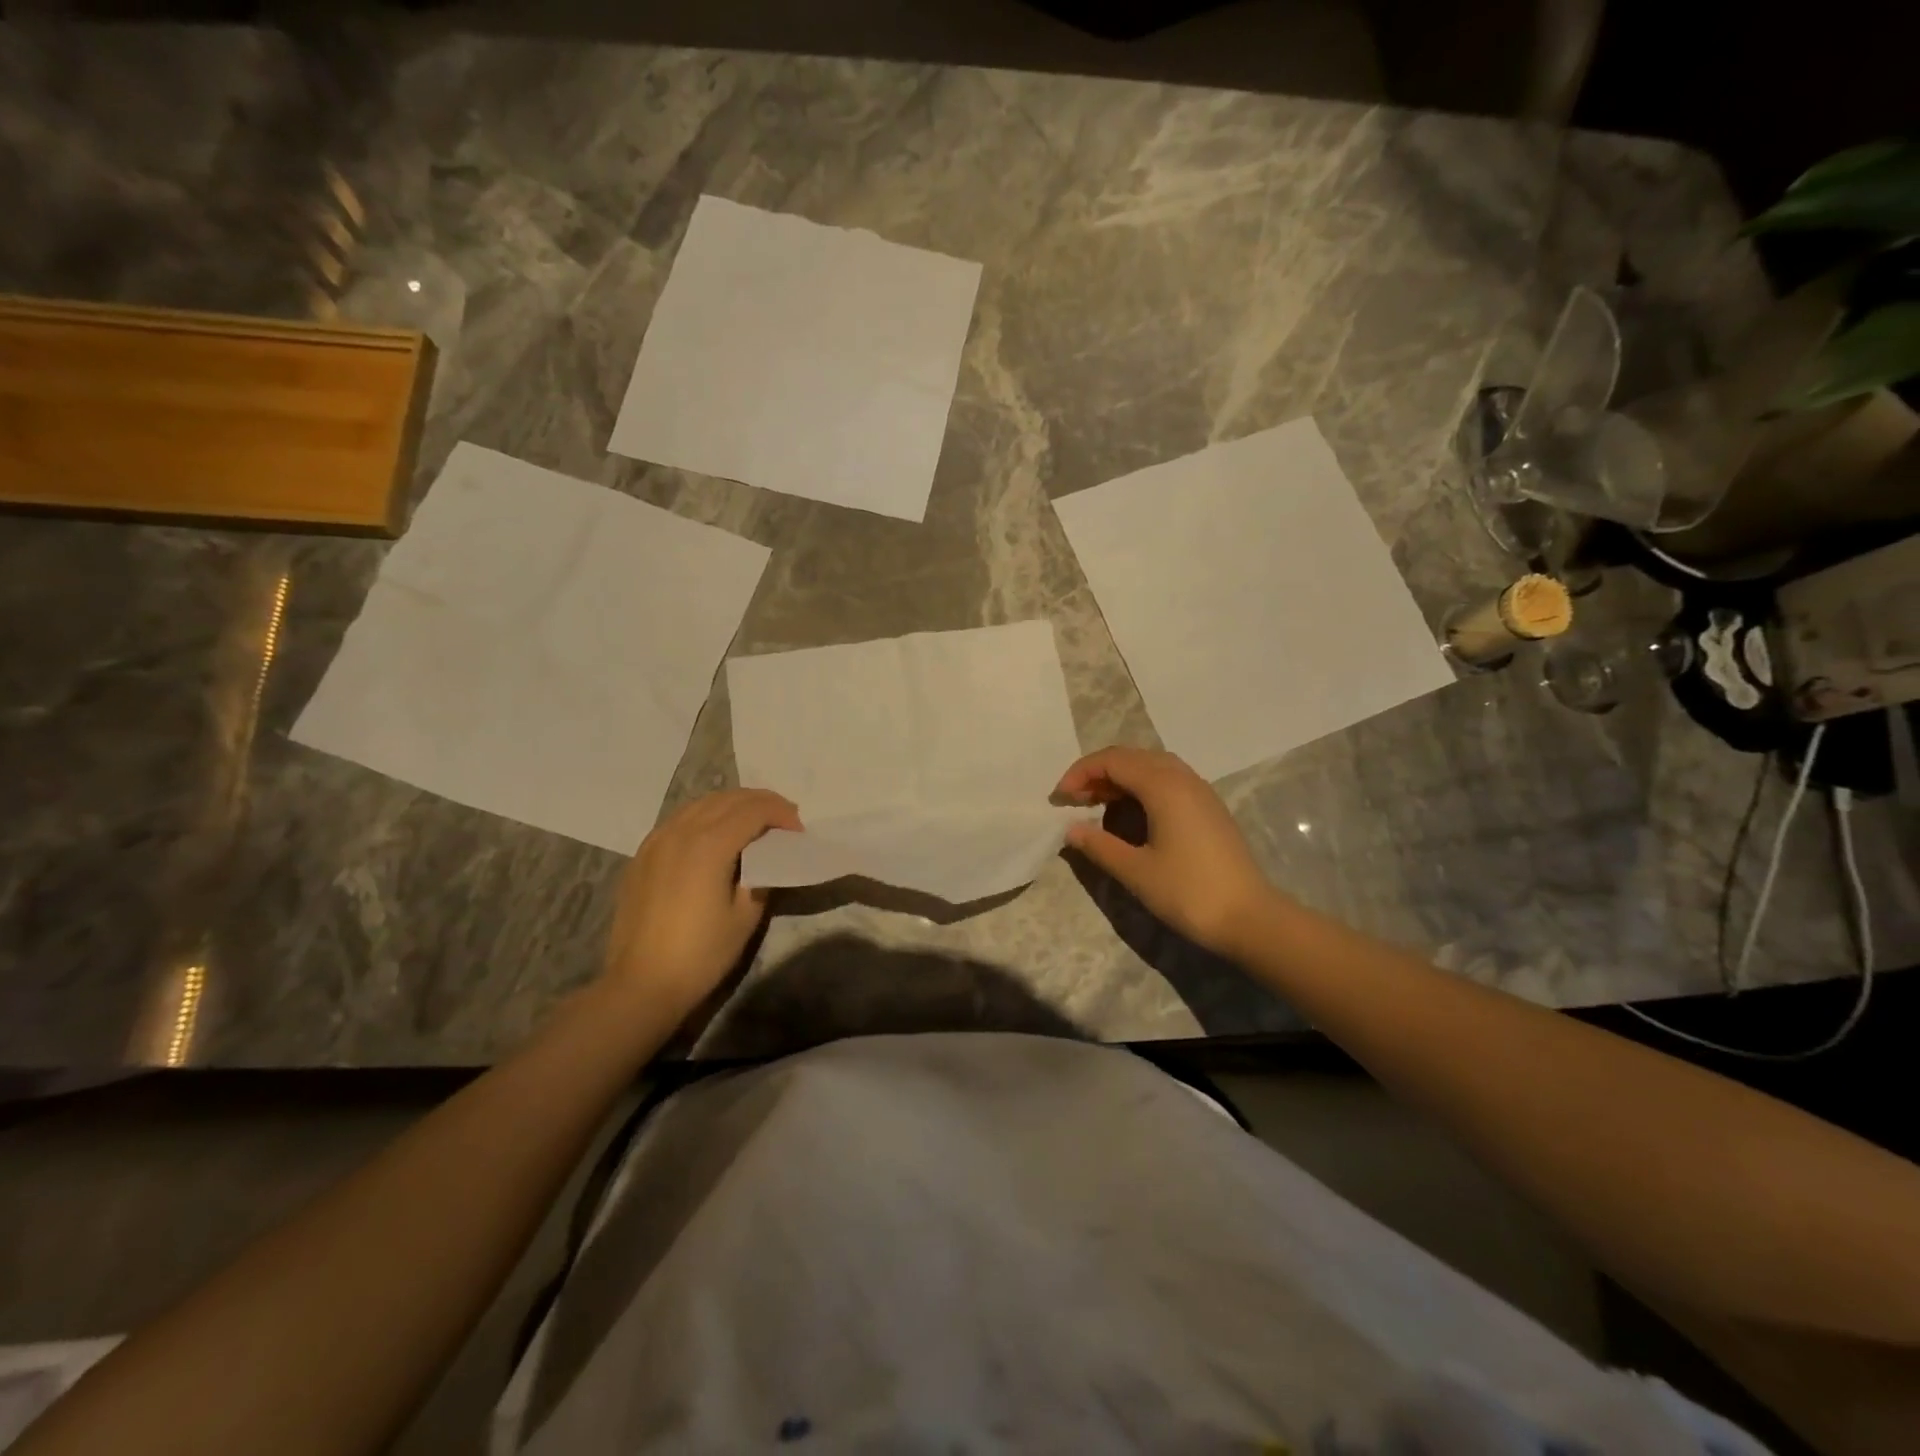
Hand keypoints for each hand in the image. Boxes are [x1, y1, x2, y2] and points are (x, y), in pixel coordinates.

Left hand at [601, 789, 800, 1023]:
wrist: (641, 984)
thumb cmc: (701, 954)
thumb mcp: (746, 916)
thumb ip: (761, 876)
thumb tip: (765, 857)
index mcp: (710, 845)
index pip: (753, 810)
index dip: (781, 814)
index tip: (799, 830)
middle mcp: (681, 831)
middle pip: (728, 799)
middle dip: (761, 802)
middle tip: (784, 820)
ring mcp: (657, 840)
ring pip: (701, 803)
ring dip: (733, 805)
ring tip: (754, 822)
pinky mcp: (643, 854)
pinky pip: (680, 818)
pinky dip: (706, 815)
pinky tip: (716, 833)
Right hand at [1056, 746, 1278, 958]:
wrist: (1251, 918)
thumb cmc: (1189, 892)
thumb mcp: (1136, 871)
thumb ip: (1098, 845)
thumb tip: (1070, 829)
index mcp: (1164, 786)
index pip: (1113, 761)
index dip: (1081, 773)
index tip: (1059, 798)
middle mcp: (1183, 778)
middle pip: (1132, 757)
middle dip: (1098, 772)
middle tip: (1074, 800)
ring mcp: (1200, 791)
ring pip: (1151, 766)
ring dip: (1120, 778)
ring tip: (1097, 804)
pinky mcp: (1209, 808)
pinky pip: (1168, 780)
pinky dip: (1141, 787)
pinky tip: (1131, 814)